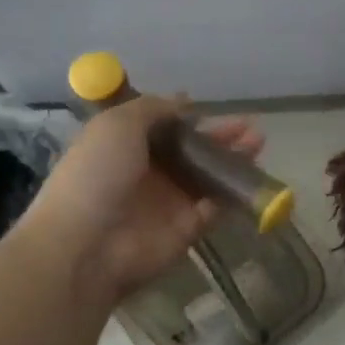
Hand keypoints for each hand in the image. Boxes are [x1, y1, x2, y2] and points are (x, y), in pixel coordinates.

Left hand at [27, 95, 265, 303]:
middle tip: (250, 128)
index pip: (163, 129)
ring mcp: (168, 204)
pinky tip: (250, 178)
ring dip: (233, 161)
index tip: (210, 109)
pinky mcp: (186, 230)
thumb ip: (153, 109)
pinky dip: (231, 195)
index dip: (188, 118)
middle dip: (221, 138)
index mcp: (125, 147)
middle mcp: (148, 174)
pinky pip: (214, 209)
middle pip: (192, 152)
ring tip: (259, 143)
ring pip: (208, 178)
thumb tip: (183, 100)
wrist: (85, 245)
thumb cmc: (97, 175)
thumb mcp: (118, 124)